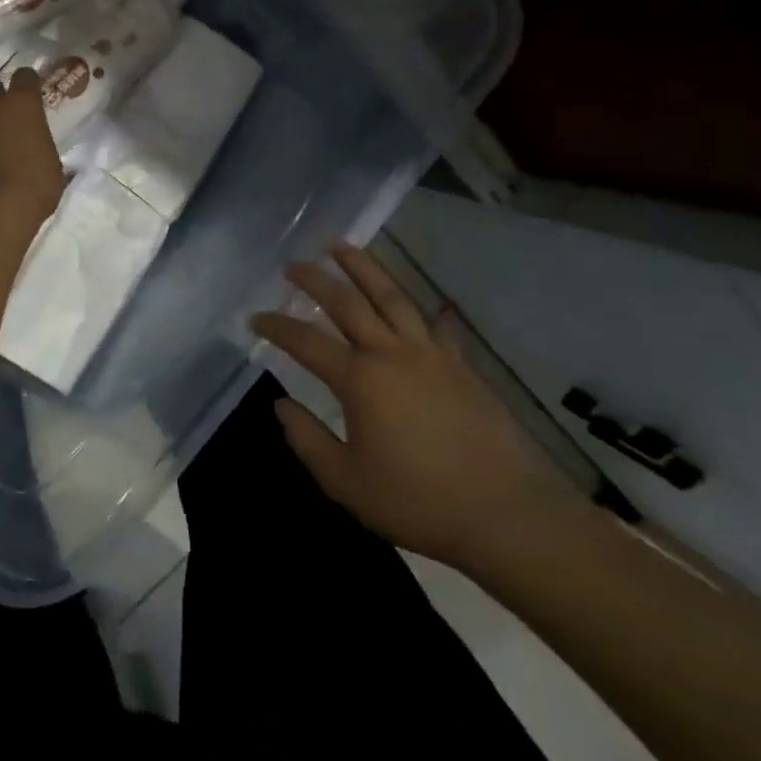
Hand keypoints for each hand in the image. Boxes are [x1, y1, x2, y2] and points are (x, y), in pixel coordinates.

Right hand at [250, 243, 582, 568]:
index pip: (306, 341)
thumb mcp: (346, 482)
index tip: (255, 318)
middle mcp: (392, 354)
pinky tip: (428, 302)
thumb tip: (283, 405)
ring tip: (343, 247)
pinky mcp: (462, 366)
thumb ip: (308, 440)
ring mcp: (432, 355)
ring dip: (364, 268)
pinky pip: (438, 326)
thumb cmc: (417, 501)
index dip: (277, 326)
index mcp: (360, 380)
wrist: (505, 513)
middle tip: (293, 264)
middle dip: (316, 280)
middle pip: (348, 303)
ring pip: (392, 297)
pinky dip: (427, 310)